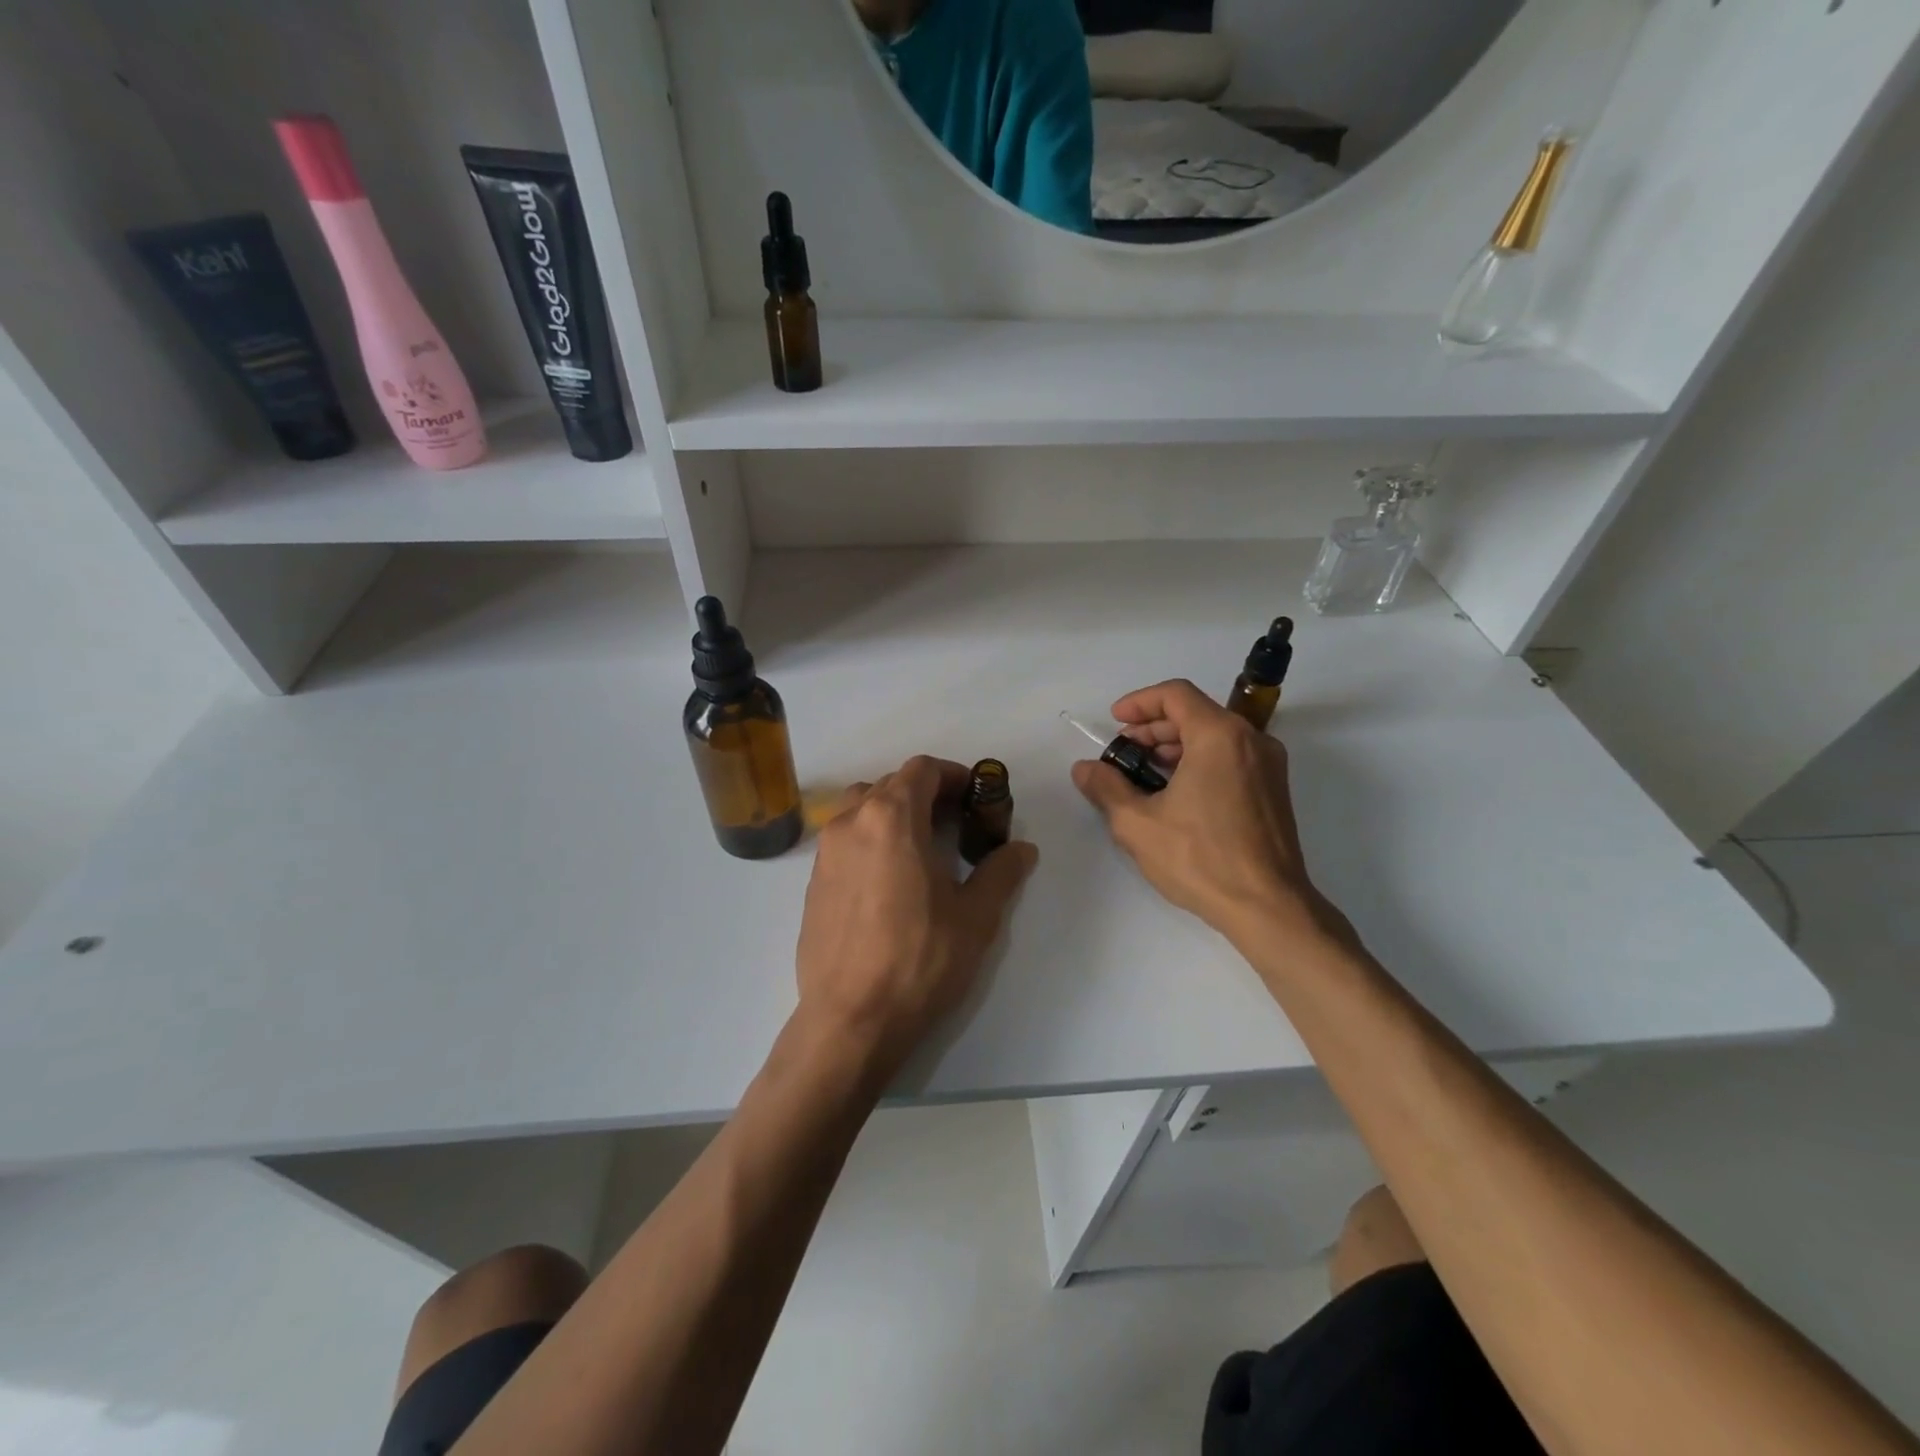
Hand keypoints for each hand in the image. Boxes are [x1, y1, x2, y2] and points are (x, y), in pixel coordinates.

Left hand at [794, 755, 1037, 1080]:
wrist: (851, 1019)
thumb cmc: (919, 960)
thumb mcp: (975, 917)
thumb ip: (1001, 872)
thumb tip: (1022, 849)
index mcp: (891, 818)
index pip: (922, 770)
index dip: (953, 775)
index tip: (974, 798)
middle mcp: (851, 822)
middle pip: (890, 784)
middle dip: (925, 794)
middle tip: (955, 824)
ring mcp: (825, 851)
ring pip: (861, 807)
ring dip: (892, 812)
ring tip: (919, 848)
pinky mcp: (813, 881)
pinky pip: (844, 839)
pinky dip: (869, 839)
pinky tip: (889, 880)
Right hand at [1071, 680, 1341, 949]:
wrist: (1268, 908)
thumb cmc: (1200, 859)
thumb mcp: (1138, 823)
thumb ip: (1106, 787)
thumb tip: (1084, 769)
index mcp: (1220, 735)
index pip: (1176, 694)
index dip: (1140, 702)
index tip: (1115, 722)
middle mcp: (1251, 740)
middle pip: (1196, 713)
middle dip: (1154, 728)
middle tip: (1123, 752)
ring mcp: (1268, 766)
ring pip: (1214, 736)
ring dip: (1175, 746)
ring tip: (1143, 774)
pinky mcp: (1274, 791)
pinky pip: (1230, 758)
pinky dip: (1199, 761)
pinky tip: (1174, 793)